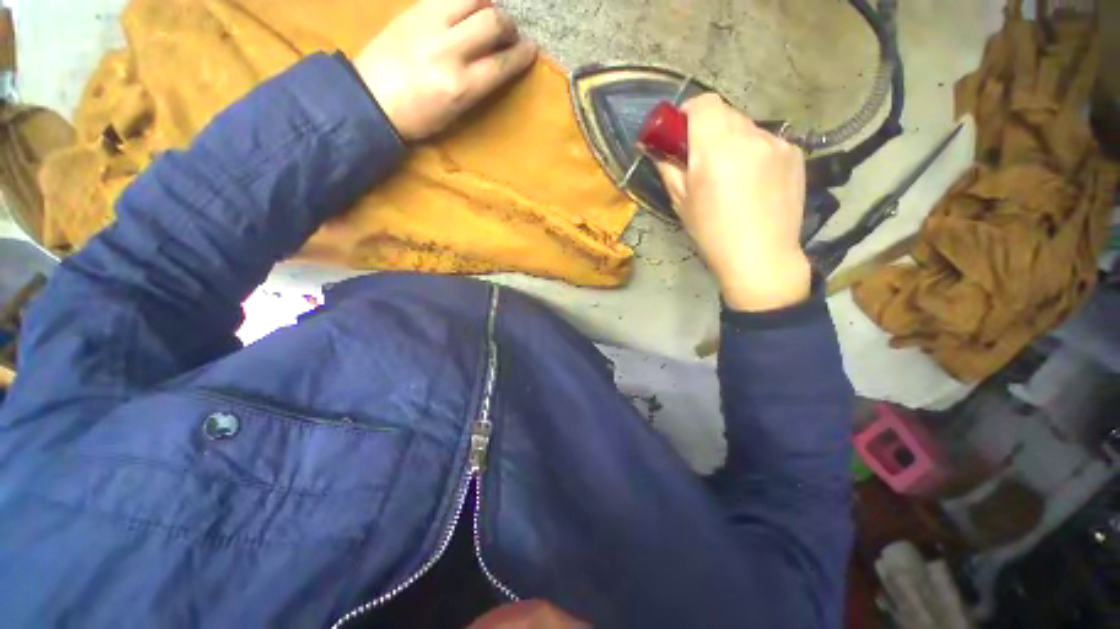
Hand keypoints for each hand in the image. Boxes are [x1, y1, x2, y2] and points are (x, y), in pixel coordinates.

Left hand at [354, 0, 536, 140]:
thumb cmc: (418, 117)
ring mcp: (429, 24)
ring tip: (487, 15)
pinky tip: (466, 9)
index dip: (522, 55)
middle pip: (492, 22)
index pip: (502, 63)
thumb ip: (479, 86)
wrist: (370, 99)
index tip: (530, 50)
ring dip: (488, 4)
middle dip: (508, 26)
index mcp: (461, 86)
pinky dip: (465, 0)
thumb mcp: (456, 113)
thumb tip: (497, 64)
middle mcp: (449, 50)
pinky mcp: (414, 10)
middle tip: (508, 33)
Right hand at [654, 94, 810, 311]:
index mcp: (716, 147)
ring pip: (746, 127)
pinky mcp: (795, 153)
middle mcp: (750, 135)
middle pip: (725, 114)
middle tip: (703, 161)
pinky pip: (766, 141)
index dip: (688, 114)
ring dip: (732, 142)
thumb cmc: (712, 233)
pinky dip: (754, 152)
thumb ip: (668, 167)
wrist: (761, 257)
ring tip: (731, 176)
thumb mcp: (681, 202)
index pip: (703, 103)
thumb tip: (657, 147)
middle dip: (709, 130)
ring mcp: (777, 142)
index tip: (681, 135)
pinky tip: (754, 182)